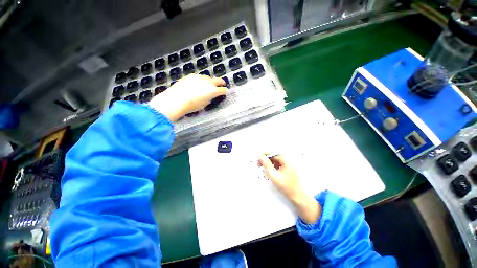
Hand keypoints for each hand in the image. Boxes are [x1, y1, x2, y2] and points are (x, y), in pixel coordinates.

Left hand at [149, 74, 226, 121]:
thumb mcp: (204, 104)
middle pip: (218, 80)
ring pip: (208, 77)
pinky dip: (201, 80)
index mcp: (213, 91)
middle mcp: (208, 82)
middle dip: (221, 82)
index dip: (225, 91)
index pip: (223, 90)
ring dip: (210, 81)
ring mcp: (199, 77)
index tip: (225, 92)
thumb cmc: (192, 106)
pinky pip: (199, 77)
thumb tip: (210, 95)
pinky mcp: (191, 76)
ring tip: (208, 85)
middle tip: (222, 84)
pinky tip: (197, 84)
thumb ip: (210, 98)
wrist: (175, 100)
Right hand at [258, 154, 320, 223]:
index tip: (257, 158)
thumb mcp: (274, 175)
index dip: (264, 154)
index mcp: (286, 160)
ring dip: (268, 163)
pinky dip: (272, 166)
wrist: (297, 197)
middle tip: (259, 164)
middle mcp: (287, 160)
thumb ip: (266, 164)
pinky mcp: (287, 168)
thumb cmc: (286, 186)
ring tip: (263, 168)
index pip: (273, 152)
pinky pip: (278, 164)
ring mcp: (288, 164)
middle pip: (274, 156)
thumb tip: (260, 156)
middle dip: (266, 159)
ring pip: (275, 160)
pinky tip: (269, 171)